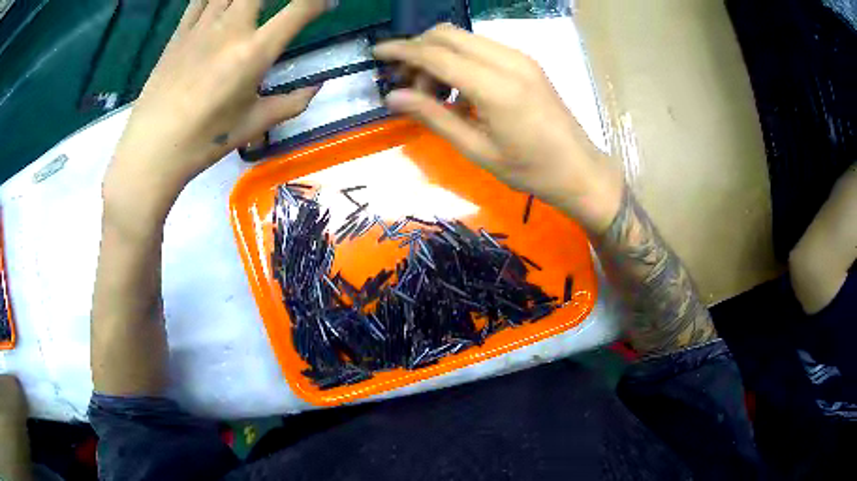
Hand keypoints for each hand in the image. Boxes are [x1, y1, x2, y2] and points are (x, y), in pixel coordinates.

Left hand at [105, 0, 330, 219]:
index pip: (299, 9)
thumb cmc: (204, 140)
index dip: (320, 1)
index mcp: (254, 52)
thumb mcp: (254, 124)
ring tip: (251, 6)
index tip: (327, 4)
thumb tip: (317, 88)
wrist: (152, 149)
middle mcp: (230, 28)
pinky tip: (223, 3)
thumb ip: (291, 103)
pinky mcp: (180, 31)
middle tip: (284, 5)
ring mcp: (202, 26)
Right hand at [374, 24, 622, 232]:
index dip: (401, 50)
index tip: (376, 52)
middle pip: (448, 34)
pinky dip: (459, 58)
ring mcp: (520, 58)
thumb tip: (393, 96)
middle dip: (418, 50)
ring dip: (438, 54)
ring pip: (464, 38)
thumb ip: (433, 117)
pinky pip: (482, 47)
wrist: (580, 170)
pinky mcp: (527, 62)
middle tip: (406, 83)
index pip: (436, 54)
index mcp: (496, 86)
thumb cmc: (530, 171)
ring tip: (433, 92)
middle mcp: (508, 61)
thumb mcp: (477, 150)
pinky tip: (458, 87)